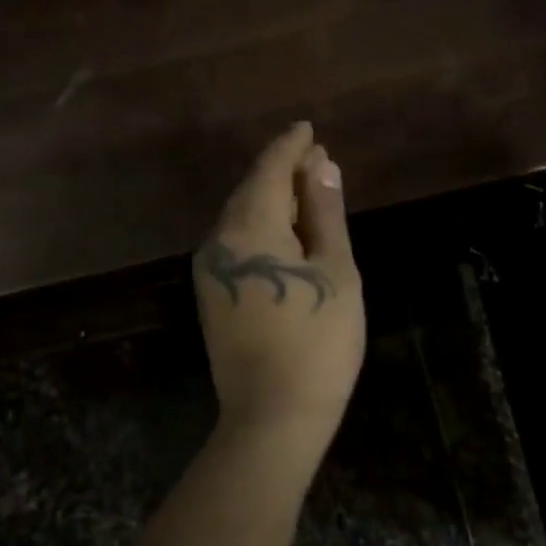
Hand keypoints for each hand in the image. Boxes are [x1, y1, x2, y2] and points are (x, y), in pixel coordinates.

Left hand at [196, 123, 365, 441]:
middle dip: (283, 172)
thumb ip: (324, 214)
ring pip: (241, 219)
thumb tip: (321, 166)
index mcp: (249, 226)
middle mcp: (218, 240)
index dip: (290, 147)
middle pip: (251, 191)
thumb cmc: (318, 341)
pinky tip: (286, 235)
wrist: (273, 415)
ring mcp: (210, 271)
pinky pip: (236, 245)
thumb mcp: (335, 271)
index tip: (308, 129)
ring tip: (307, 193)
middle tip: (317, 160)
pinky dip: (262, 229)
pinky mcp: (212, 296)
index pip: (269, 169)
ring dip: (272, 201)